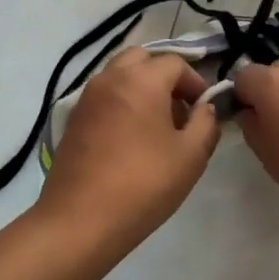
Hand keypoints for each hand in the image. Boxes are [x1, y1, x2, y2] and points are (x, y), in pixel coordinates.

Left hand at [35, 49, 220, 249]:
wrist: (80, 220)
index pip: (175, 63)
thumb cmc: (143, 184)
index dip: (195, 82)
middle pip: (141, 59)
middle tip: (178, 109)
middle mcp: (110, 78)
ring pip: (118, 75)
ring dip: (140, 87)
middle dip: (164, 76)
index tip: (204, 109)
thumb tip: (205, 109)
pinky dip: (120, 103)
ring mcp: (86, 97)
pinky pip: (103, 96)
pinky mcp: (73, 119)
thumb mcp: (191, 157)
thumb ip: (205, 124)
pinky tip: (130, 139)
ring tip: (155, 126)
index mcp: (141, 80)